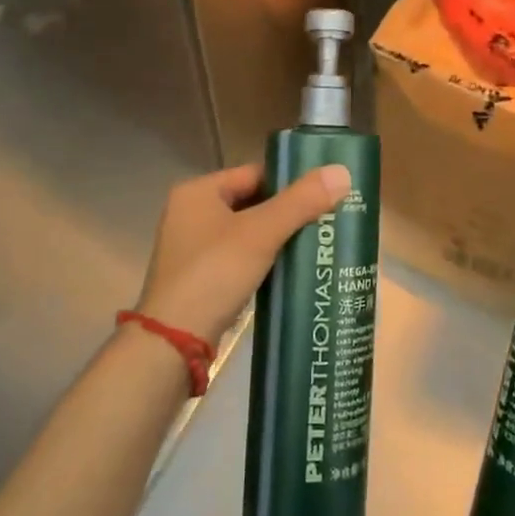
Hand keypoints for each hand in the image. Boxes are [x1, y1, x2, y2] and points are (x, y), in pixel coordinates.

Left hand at [135, 162, 351, 345]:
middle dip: (287, 212)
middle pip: (251, 203)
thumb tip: (342, 171)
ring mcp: (192, 249)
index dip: (289, 181)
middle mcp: (190, 214)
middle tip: (327, 218)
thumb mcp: (261, 233)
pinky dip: (263, 261)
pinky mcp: (198, 280)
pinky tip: (290, 270)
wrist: (172, 344)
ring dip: (277, 238)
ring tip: (317, 242)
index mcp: (197, 192)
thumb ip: (301, 202)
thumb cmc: (213, 274)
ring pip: (246, 233)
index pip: (254, 173)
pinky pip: (238, 259)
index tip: (324, 192)